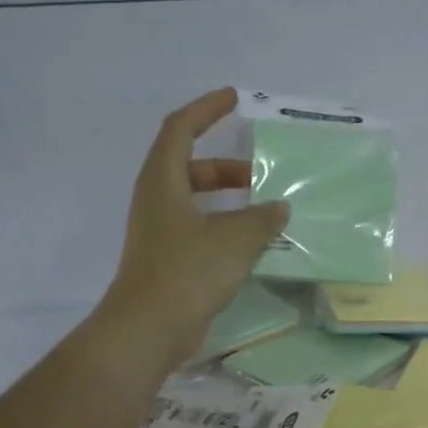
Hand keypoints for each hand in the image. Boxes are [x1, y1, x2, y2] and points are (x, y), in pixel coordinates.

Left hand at [98, 87, 288, 372]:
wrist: (149, 328)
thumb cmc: (187, 271)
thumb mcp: (234, 239)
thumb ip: (261, 219)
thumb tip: (279, 208)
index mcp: (163, 181)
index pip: (181, 128)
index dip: (207, 110)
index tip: (234, 99)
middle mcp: (156, 201)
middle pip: (189, 167)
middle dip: (225, 167)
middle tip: (260, 174)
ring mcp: (159, 233)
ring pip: (195, 202)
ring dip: (227, 201)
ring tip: (263, 212)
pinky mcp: (167, 261)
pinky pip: (199, 231)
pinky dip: (224, 228)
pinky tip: (251, 246)